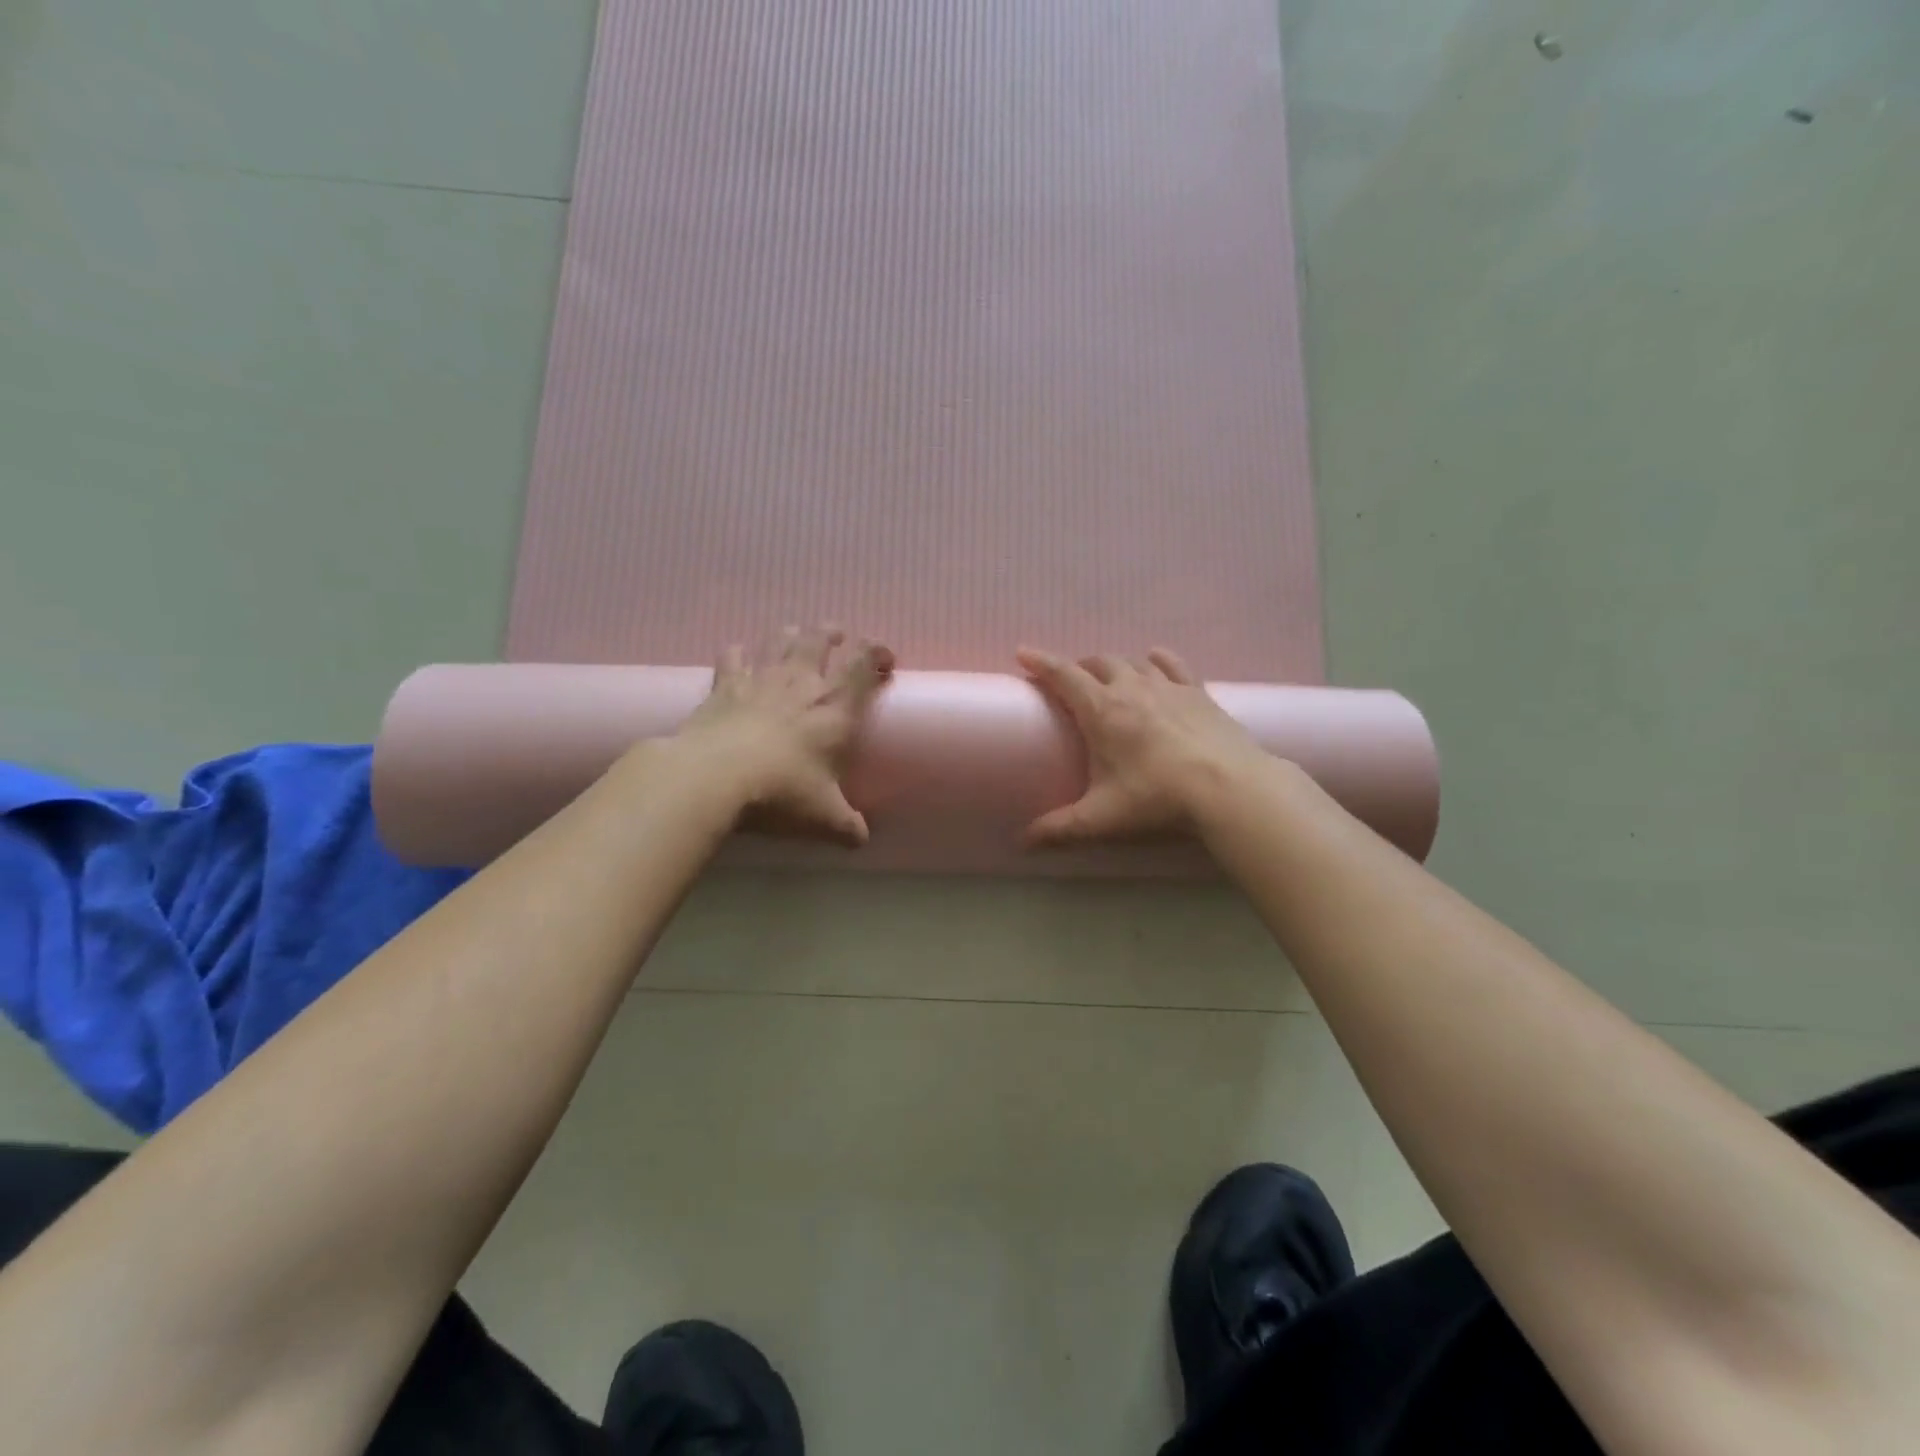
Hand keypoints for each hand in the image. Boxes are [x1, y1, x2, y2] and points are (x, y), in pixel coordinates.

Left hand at [673, 625, 894, 843]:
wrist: (716, 777)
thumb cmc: (781, 792)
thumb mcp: (823, 817)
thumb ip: (846, 826)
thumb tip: (861, 841)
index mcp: (835, 709)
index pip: (864, 666)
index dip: (878, 653)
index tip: (885, 658)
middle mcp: (802, 683)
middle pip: (820, 639)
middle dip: (833, 633)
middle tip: (838, 636)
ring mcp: (762, 678)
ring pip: (780, 638)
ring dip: (791, 634)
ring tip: (796, 636)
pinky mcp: (726, 684)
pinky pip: (733, 655)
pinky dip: (739, 652)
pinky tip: (740, 656)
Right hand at [1016, 647, 1270, 845]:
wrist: (1231, 788)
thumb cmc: (1158, 798)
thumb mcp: (1102, 818)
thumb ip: (1060, 829)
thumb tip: (1023, 843)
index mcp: (1101, 710)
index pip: (1063, 675)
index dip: (1041, 662)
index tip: (1023, 653)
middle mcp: (1131, 687)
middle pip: (1097, 662)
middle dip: (1078, 667)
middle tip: (1069, 684)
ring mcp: (1168, 686)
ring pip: (1132, 661)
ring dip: (1114, 666)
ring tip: (1108, 679)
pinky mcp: (1198, 692)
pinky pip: (1172, 664)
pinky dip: (1157, 660)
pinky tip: (1154, 660)